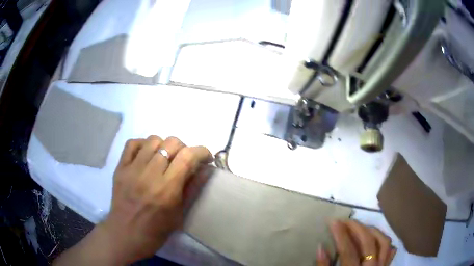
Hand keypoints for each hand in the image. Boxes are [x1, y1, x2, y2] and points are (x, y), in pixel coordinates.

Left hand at [98, 136, 212, 263]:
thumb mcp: (180, 214)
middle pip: (171, 143)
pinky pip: (132, 143)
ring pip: (153, 139)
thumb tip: (206, 169)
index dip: (201, 151)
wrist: (126, 235)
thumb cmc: (156, 231)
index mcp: (167, 189)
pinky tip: (147, 155)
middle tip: (184, 161)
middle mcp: (149, 174)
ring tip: (165, 158)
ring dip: (164, 146)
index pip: (188, 157)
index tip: (206, 157)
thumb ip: (193, 189)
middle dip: (184, 148)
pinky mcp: (120, 168)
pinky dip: (143, 144)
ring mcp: (132, 169)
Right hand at [317, 220, 396, 265]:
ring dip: (372, 230)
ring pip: (383, 242)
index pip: (348, 251)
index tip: (333, 221)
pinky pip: (389, 250)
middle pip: (368, 243)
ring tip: (361, 226)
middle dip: (356, 228)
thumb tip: (321, 247)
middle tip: (345, 221)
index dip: (341, 235)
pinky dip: (383, 241)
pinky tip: (375, 237)